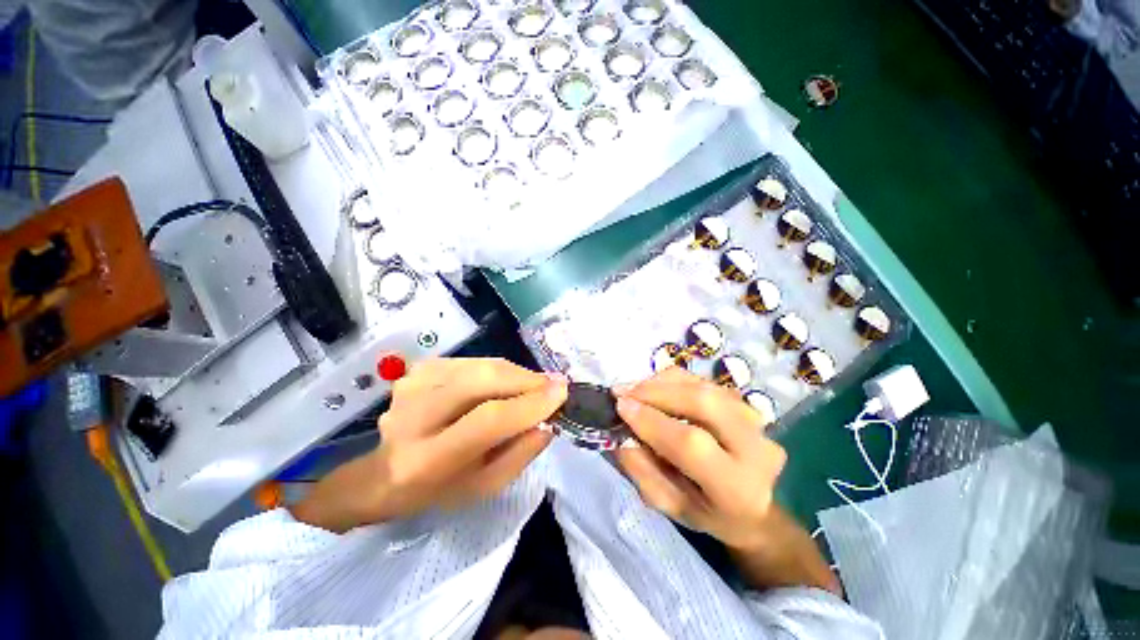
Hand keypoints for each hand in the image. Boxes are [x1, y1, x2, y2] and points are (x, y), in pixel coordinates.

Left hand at [290, 358, 566, 531]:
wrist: (385, 473)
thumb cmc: (440, 488)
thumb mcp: (485, 486)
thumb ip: (521, 454)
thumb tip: (549, 417)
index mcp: (428, 459)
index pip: (488, 420)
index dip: (529, 404)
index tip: (562, 393)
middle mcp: (414, 415)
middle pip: (483, 380)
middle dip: (526, 380)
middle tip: (553, 385)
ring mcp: (414, 385)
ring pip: (481, 365)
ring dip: (515, 374)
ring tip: (532, 386)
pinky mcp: (420, 370)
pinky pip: (473, 361)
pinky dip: (497, 369)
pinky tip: (504, 384)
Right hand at [614, 367, 786, 551]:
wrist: (757, 507)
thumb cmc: (708, 512)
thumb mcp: (670, 505)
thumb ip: (642, 470)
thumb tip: (620, 433)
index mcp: (737, 487)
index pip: (691, 444)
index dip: (652, 421)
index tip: (620, 406)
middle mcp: (755, 447)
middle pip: (703, 402)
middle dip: (656, 392)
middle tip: (624, 391)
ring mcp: (756, 420)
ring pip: (703, 386)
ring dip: (662, 382)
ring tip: (634, 388)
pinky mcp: (747, 403)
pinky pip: (704, 381)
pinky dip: (674, 379)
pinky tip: (654, 387)